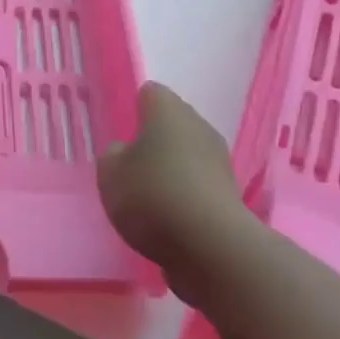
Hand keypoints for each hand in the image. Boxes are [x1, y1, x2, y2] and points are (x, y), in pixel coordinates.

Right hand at [97, 83, 246, 308]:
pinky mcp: (229, 192)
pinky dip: (185, 192)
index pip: (150, 93)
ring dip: (171, 166)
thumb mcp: (110, 173)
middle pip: (173, 122)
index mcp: (168, 111)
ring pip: (188, 152)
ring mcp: (219, 159)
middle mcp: (198, 125)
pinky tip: (169, 214)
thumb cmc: (152, 195)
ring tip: (148, 193)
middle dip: (154, 138)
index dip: (135, 107)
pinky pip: (198, 182)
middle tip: (130, 163)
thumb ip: (113, 155)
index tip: (122, 130)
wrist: (210, 245)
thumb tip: (126, 151)